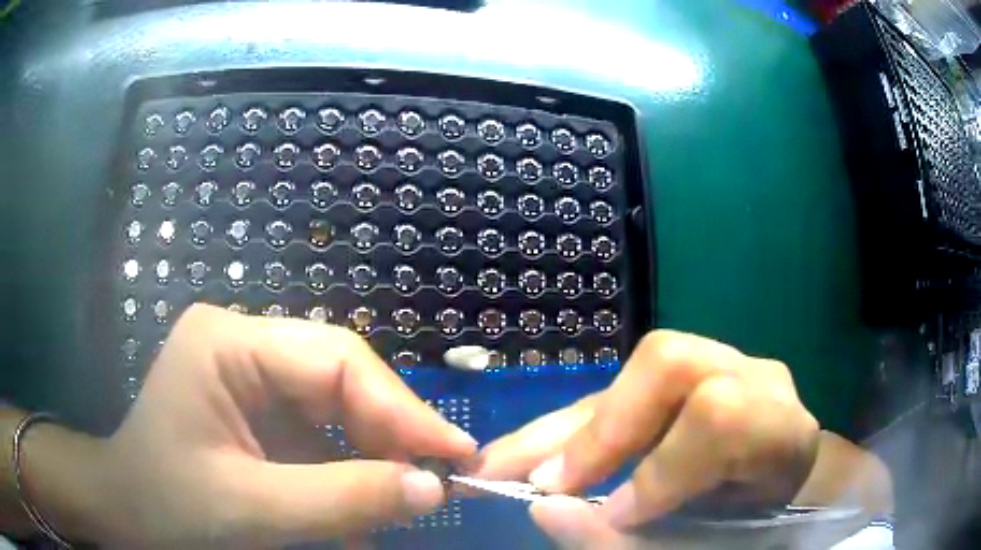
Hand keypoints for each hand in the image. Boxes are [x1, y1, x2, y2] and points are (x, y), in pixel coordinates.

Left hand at [82, 304, 476, 547]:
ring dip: (373, 459)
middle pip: (339, 379)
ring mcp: (250, 378)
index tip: (456, 454)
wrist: (127, 514)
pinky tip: (363, 509)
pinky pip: (318, 437)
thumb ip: (343, 499)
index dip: (401, 408)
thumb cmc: (169, 506)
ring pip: (336, 410)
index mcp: (229, 341)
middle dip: (391, 433)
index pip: (335, 359)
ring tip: (408, 499)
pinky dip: (347, 474)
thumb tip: (432, 489)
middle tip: (440, 481)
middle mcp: (243, 346)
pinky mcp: (258, 414)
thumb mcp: (253, 509)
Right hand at [472, 330, 820, 548]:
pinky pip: (629, 388)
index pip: (719, 418)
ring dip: (566, 424)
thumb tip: (545, 511)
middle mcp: (755, 381)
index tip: (609, 515)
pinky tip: (537, 450)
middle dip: (596, 428)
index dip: (657, 469)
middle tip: (535, 481)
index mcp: (782, 432)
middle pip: (670, 363)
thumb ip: (632, 543)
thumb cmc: (752, 527)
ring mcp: (723, 367)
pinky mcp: (689, 377)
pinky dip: (577, 425)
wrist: (785, 492)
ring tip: (504, 461)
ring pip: (638, 370)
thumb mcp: (706, 547)